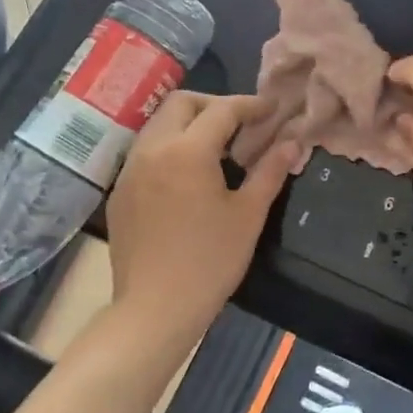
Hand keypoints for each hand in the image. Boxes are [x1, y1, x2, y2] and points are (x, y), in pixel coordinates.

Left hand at [107, 93, 297, 337]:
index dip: (251, 105)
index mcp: (188, 151)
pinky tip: (187, 175)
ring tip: (216, 147)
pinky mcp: (120, 191)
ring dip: (189, 123)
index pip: (222, 110)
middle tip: (241, 124)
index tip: (272, 109)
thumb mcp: (249, 215)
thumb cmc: (210, 261)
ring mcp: (130, 170)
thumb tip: (292, 143)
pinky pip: (145, 151)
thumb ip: (270, 171)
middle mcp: (153, 149)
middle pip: (181, 103)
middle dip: (214, 104)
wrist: (155, 309)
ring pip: (159, 124)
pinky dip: (170, 146)